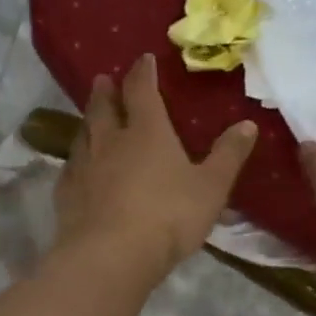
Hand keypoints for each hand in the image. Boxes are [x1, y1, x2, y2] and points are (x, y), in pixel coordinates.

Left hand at [54, 53, 258, 281]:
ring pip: (84, 135)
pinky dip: (76, 160)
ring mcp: (84, 167)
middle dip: (106, 92)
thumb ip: (228, 156)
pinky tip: (76, 167)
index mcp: (147, 132)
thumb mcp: (211, 188)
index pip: (142, 91)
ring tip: (90, 117)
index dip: (142, 73)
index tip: (142, 60)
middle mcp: (110, 141)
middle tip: (103, 80)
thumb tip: (248, 125)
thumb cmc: (168, 216)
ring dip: (88, 121)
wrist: (111, 255)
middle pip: (104, 108)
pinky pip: (70, 168)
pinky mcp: (67, 194)